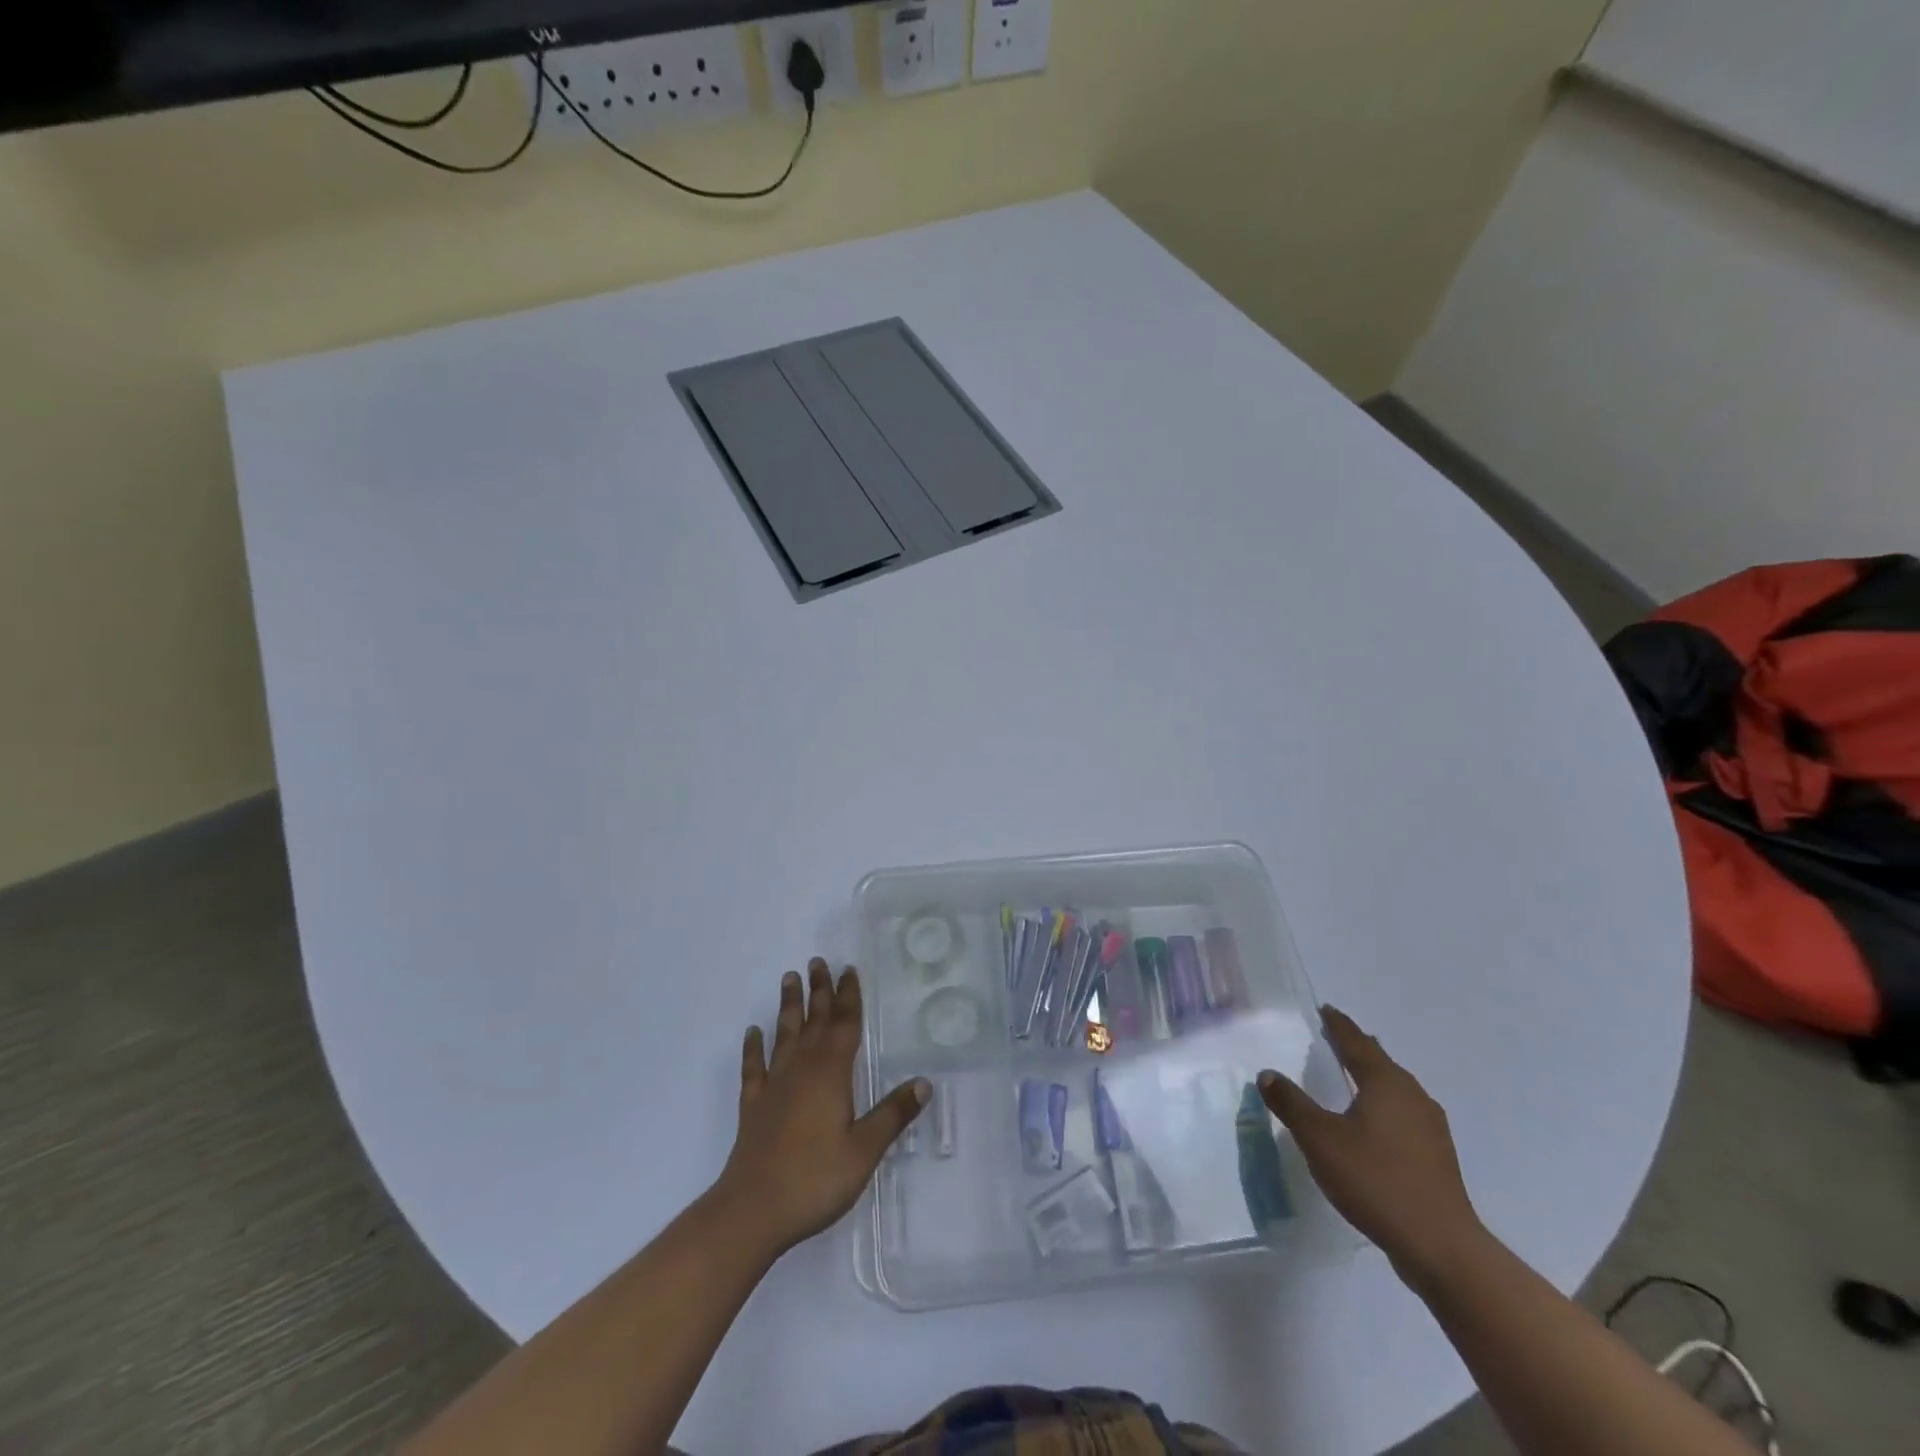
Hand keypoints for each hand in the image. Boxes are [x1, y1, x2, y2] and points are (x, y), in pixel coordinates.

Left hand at [715, 959, 927, 1258]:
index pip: (844, 1025)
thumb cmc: (815, 1179)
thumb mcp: (864, 1150)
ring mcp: (774, 1086)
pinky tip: (752, 1033)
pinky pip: (753, 1068)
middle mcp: (802, 1070)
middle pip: (814, 1021)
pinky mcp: (753, 1106)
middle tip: (818, 961)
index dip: (849, 997)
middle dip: (819, 991)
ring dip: (788, 1007)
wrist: (753, 1211)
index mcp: (831, 1074)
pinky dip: (753, 1048)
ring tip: (789, 979)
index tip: (849, 970)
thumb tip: (924, 1082)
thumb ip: (892, 1114)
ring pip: (783, 1035)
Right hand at [1259, 1006, 1485, 1285]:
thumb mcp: (1319, 1139)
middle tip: (1333, 1038)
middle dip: (1357, 1048)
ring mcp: (1431, 1127)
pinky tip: (1373, 1125)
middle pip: (1380, 1062)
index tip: (1325, 1010)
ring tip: (1352, 1078)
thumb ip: (1291, 1103)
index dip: (1338, 1025)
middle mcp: (1413, 1096)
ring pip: (1396, 1089)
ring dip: (1372, 1078)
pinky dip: (1384, 1106)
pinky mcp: (1437, 1156)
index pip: (1357, 1042)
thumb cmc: (1376, 1180)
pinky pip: (1404, 1114)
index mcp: (1386, 1082)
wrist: (1440, 1246)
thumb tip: (1268, 1073)